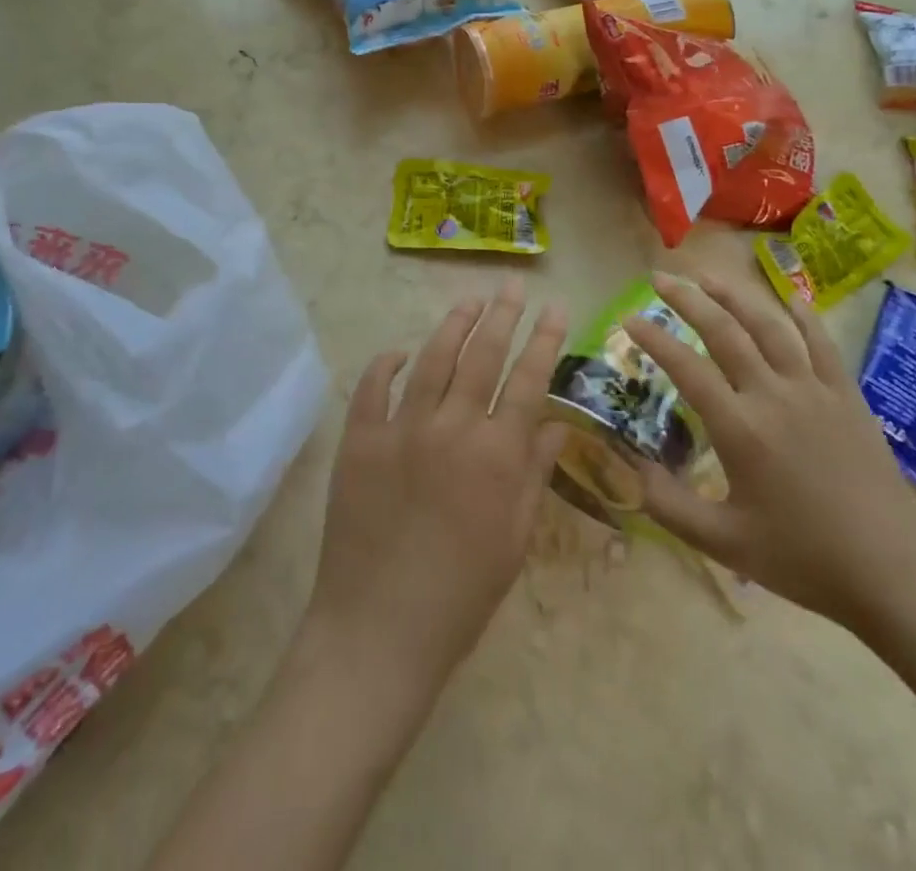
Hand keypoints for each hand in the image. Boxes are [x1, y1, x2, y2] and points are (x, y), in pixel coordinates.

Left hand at [302, 278, 568, 699]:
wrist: (379, 630)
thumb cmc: (461, 595)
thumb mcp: (515, 539)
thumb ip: (534, 472)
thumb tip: (556, 423)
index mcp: (496, 455)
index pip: (529, 379)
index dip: (545, 339)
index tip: (556, 307)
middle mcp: (451, 428)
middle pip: (482, 355)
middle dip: (502, 314)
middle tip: (511, 285)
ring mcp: (400, 429)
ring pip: (432, 360)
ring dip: (453, 325)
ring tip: (469, 300)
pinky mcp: (359, 440)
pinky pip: (373, 387)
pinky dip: (387, 364)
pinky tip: (400, 351)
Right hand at [625, 271, 915, 634]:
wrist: (892, 574)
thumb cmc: (803, 559)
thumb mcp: (723, 543)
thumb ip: (668, 505)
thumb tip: (631, 468)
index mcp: (740, 428)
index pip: (686, 368)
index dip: (653, 339)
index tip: (629, 318)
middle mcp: (773, 395)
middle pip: (724, 331)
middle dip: (687, 300)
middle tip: (661, 278)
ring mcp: (814, 390)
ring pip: (769, 326)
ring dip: (735, 295)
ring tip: (709, 276)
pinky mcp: (847, 396)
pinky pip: (822, 343)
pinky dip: (803, 315)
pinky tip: (790, 298)